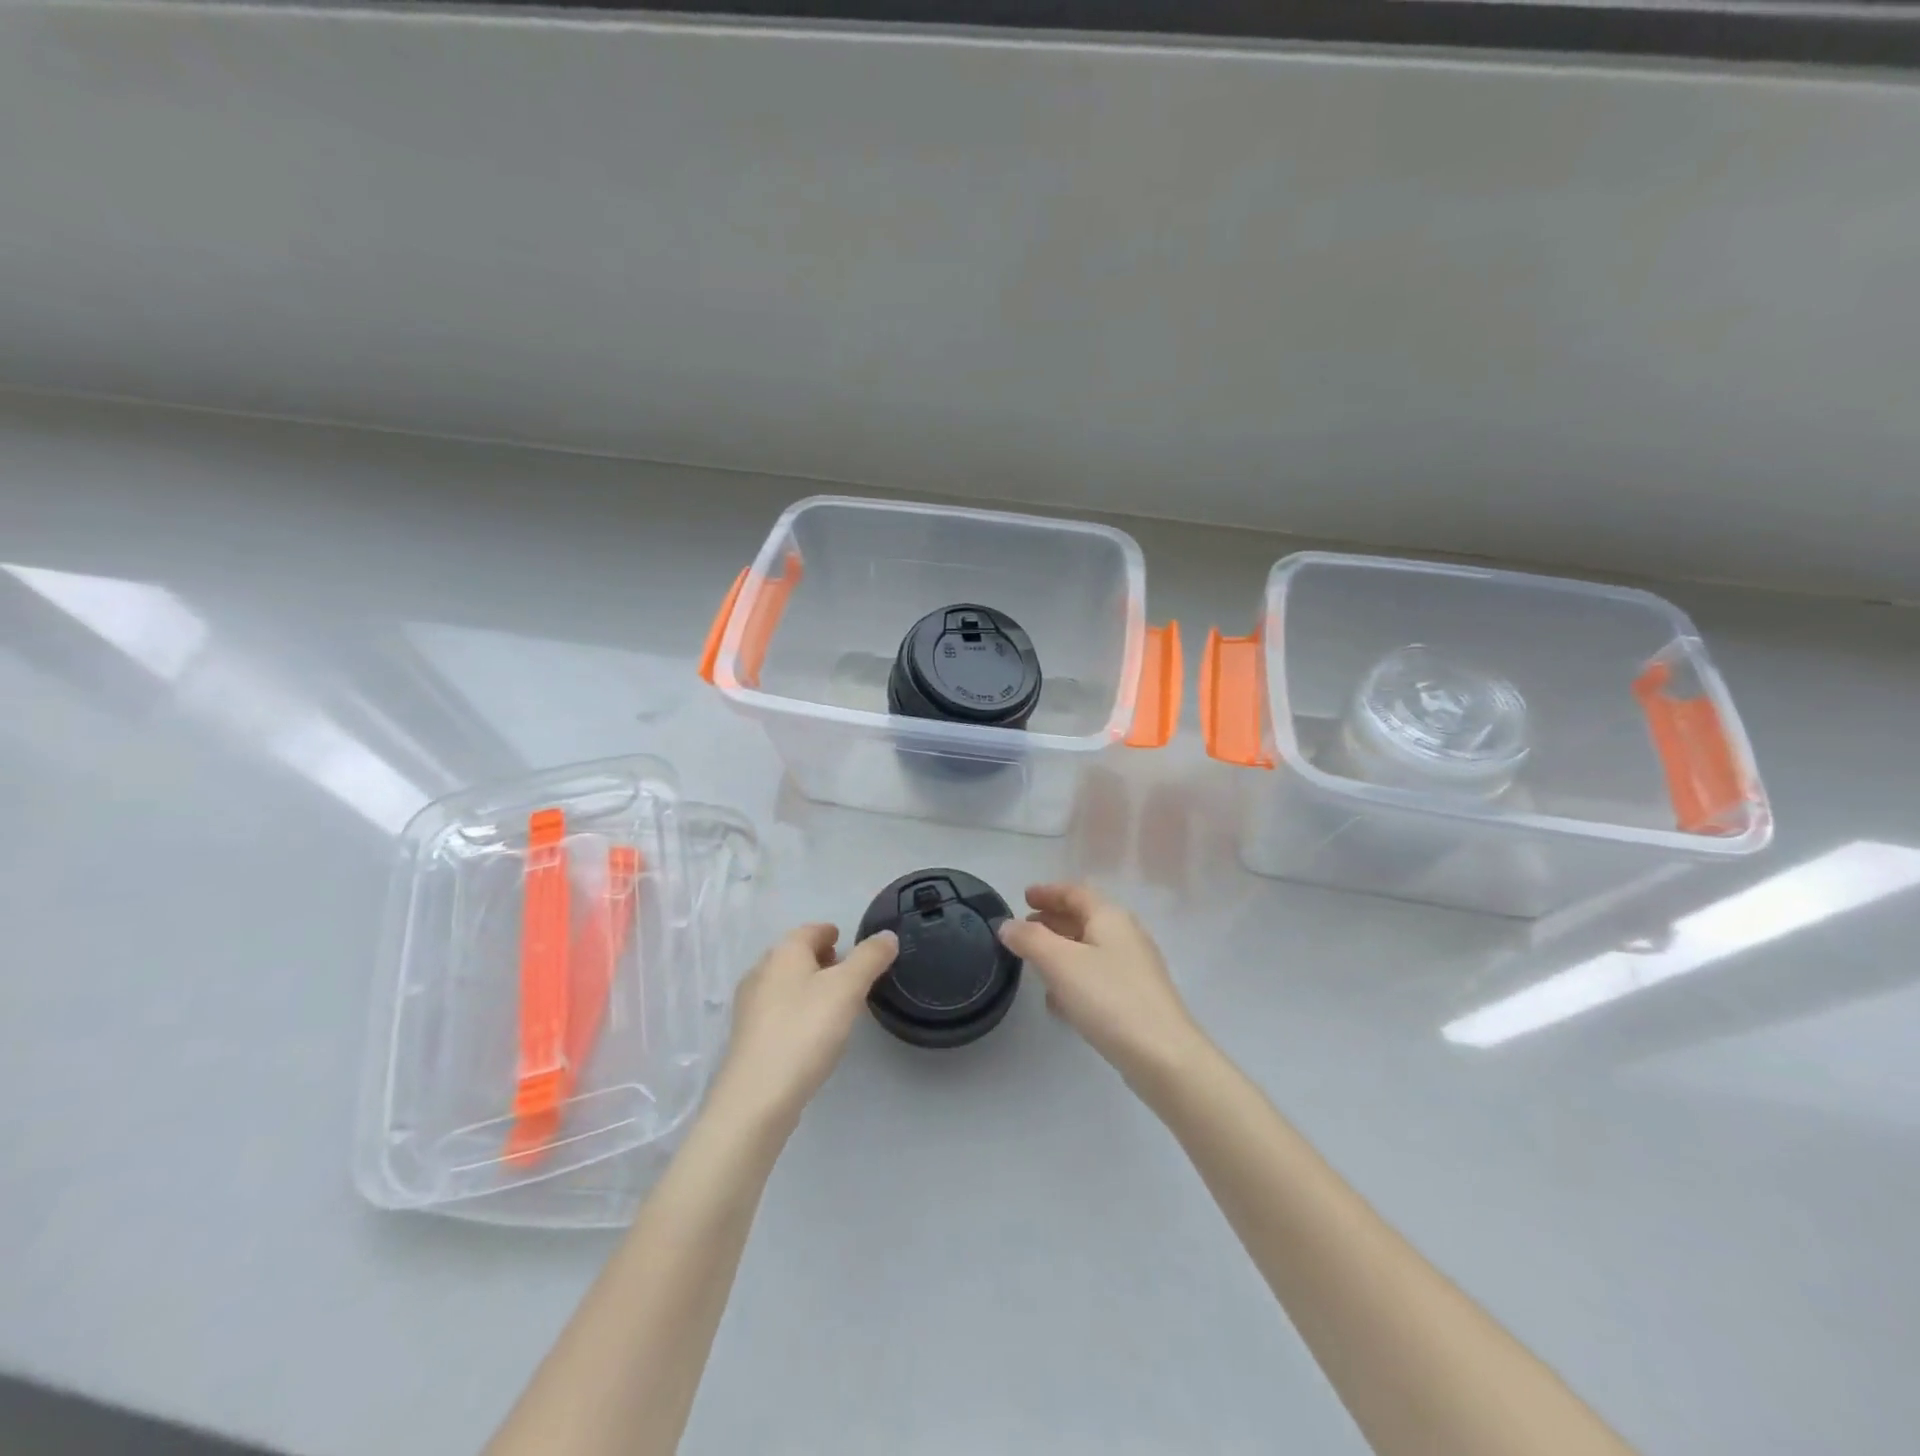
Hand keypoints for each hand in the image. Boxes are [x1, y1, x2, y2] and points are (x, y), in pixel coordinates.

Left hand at [708, 923, 897, 1133]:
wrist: (757, 1096)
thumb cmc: (806, 1030)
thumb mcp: (848, 988)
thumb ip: (870, 958)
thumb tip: (887, 936)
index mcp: (784, 953)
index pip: (810, 930)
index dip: (830, 932)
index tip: (846, 940)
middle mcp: (761, 971)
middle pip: (794, 955)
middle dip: (819, 957)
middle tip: (846, 971)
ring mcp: (750, 1006)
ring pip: (784, 983)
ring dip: (808, 984)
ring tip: (834, 1001)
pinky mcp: (748, 1037)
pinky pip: (777, 1010)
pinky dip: (796, 1008)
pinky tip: (811, 1030)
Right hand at [998, 883, 1209, 1090]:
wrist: (1163, 1056)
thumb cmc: (1108, 998)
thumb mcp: (1060, 962)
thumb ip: (1029, 939)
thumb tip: (1007, 925)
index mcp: (1110, 917)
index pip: (1075, 892)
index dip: (1048, 891)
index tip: (1023, 896)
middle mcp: (1126, 935)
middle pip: (1084, 918)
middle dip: (1053, 919)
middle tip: (1025, 927)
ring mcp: (1135, 968)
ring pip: (1091, 948)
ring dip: (1062, 949)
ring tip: (1035, 961)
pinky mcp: (1137, 999)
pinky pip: (1098, 976)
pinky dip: (1075, 976)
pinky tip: (1059, 999)